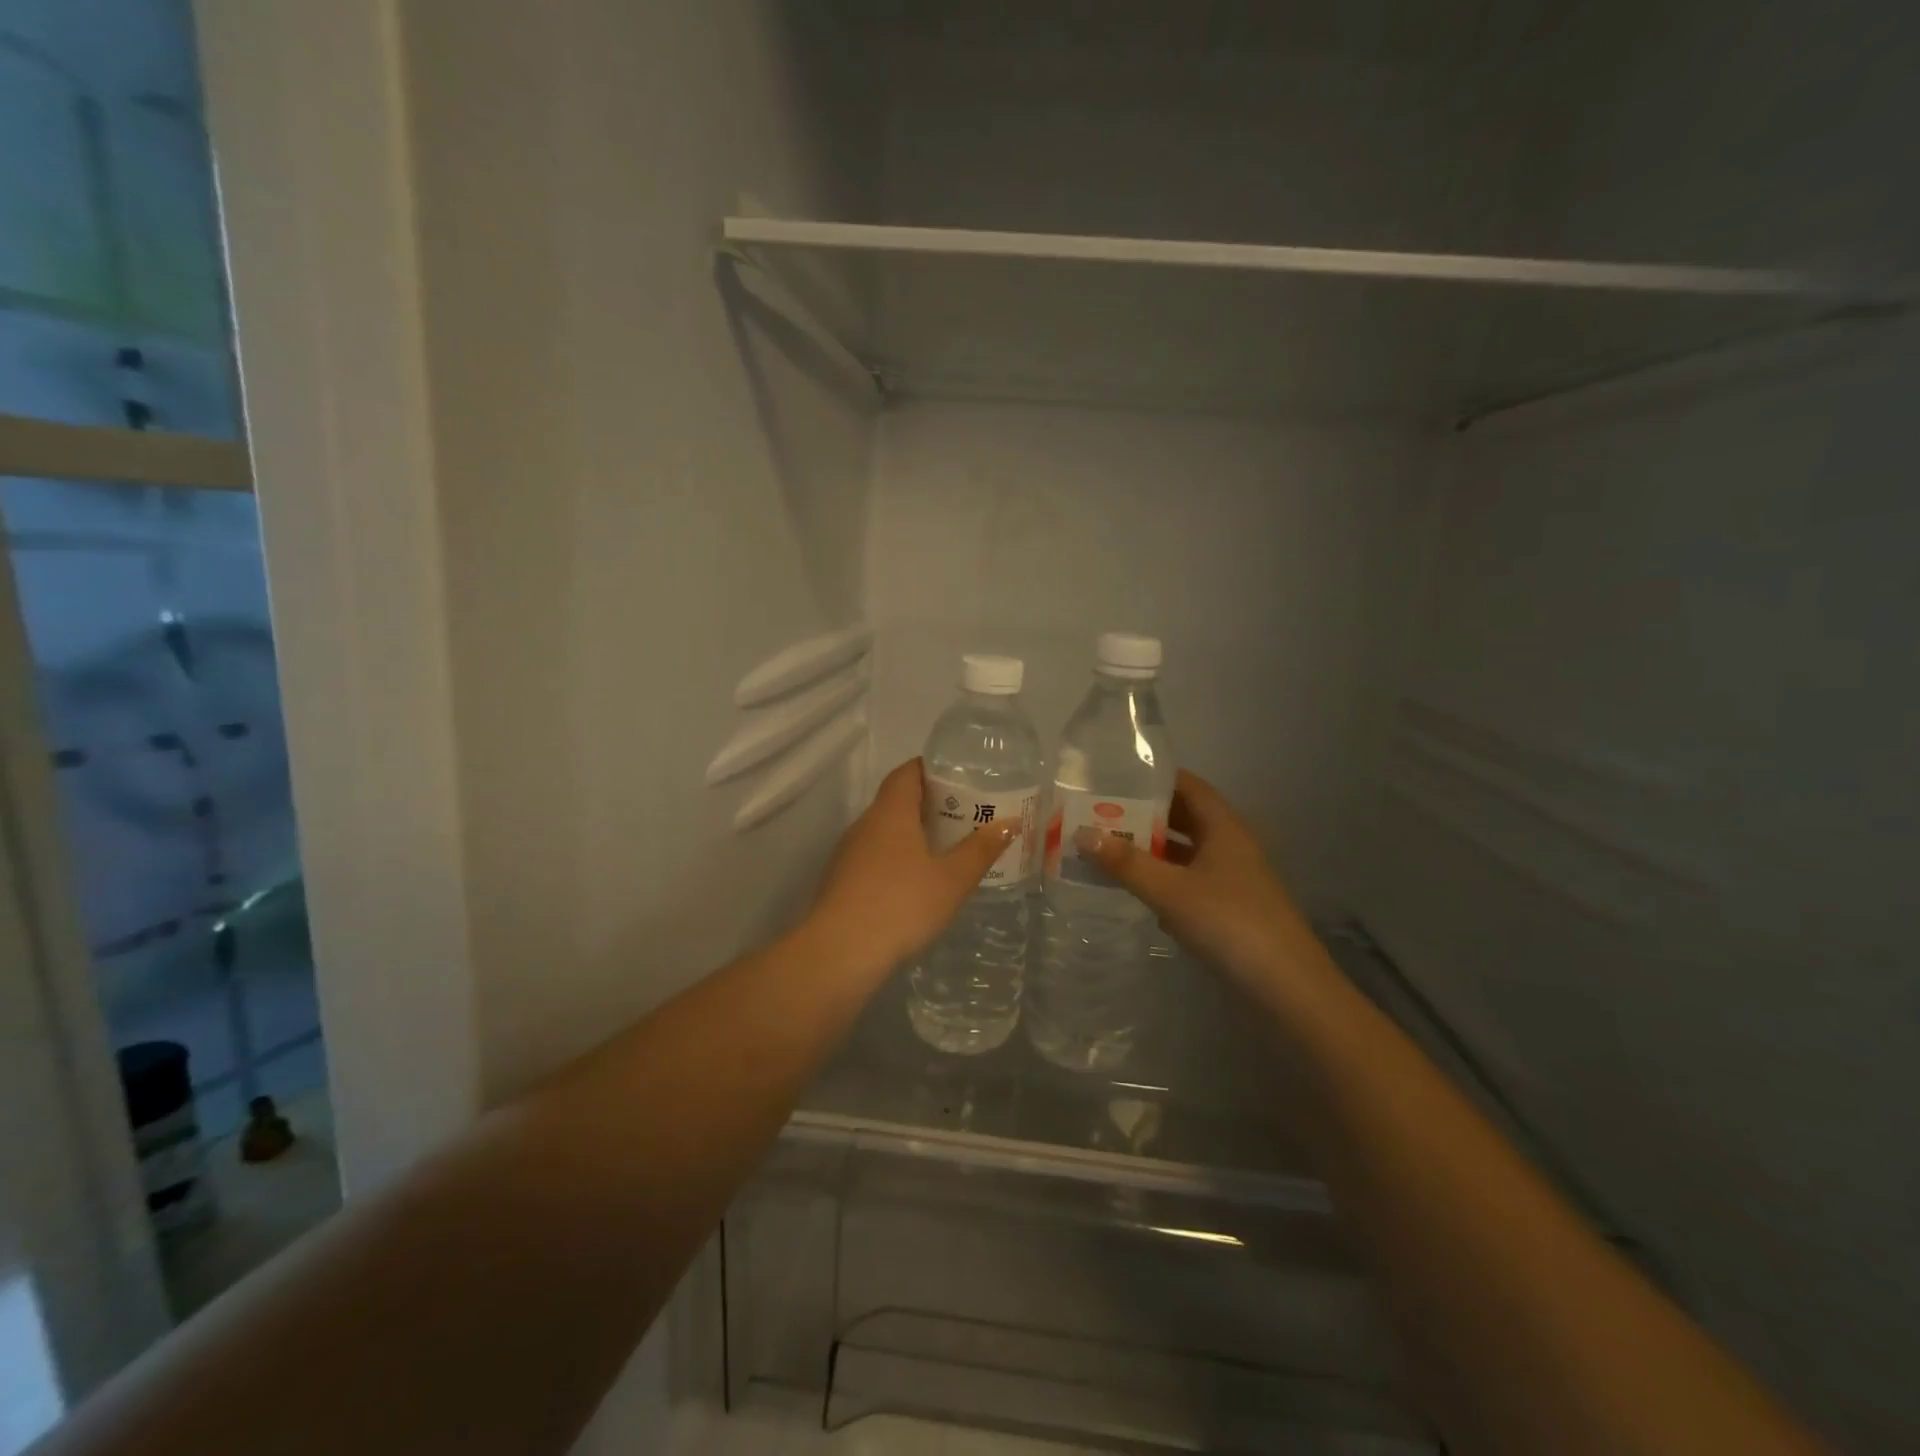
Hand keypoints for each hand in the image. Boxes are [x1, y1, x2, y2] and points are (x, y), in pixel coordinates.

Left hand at [808, 758, 1017, 981]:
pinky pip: (874, 856)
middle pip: (896, 800)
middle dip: (928, 803)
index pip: (907, 772)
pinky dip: (897, 857)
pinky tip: (916, 881)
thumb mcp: (952, 879)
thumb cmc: (901, 905)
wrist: (840, 953)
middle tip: (964, 813)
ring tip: (946, 846)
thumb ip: (981, 849)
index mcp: (890, 812)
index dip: (931, 769)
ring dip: (912, 832)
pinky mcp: (841, 881)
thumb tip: (1009, 822)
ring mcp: (848, 853)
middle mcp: (865, 824)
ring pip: (884, 830)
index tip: (959, 776)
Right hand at [1079, 770, 1312, 982]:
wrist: (1287, 988)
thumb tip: (1081, 833)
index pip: (1188, 786)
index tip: (1116, 777)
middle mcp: (1231, 845)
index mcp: (1224, 827)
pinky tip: (1135, 890)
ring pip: (1186, 852)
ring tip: (1108, 848)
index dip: (1155, 778)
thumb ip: (1125, 863)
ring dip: (1152, 850)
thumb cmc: (1229, 923)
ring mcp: (1233, 879)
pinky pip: (1189, 882)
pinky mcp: (1230, 909)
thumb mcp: (1170, 890)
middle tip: (1101, 814)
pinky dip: (1163, 880)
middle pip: (1184, 818)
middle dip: (1145, 815)